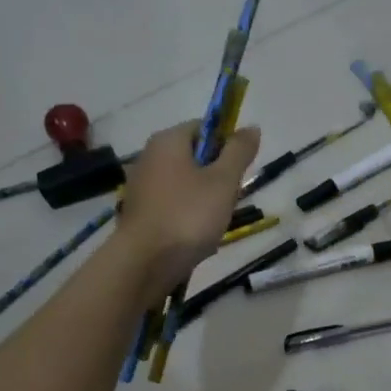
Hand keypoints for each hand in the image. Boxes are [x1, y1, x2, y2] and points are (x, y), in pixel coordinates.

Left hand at [118, 121, 260, 297]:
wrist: (145, 262)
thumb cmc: (188, 216)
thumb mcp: (224, 181)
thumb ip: (239, 152)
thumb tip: (251, 127)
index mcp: (168, 140)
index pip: (205, 128)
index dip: (226, 146)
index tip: (238, 172)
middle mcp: (149, 156)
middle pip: (194, 157)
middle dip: (216, 177)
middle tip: (227, 200)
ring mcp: (140, 185)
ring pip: (184, 184)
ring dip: (203, 200)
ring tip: (212, 223)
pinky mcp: (139, 212)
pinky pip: (171, 205)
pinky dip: (185, 216)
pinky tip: (193, 236)